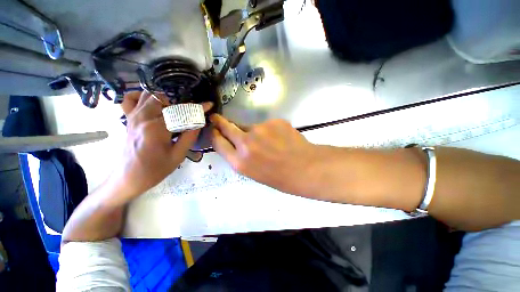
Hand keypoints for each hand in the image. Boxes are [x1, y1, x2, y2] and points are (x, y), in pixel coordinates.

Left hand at [109, 91, 210, 202]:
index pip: (181, 112)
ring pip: (149, 95)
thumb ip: (189, 137)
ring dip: (164, 100)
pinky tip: (151, 104)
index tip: (208, 105)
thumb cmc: (155, 170)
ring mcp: (133, 116)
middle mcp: (143, 118)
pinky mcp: (128, 119)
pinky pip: (130, 99)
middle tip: (188, 116)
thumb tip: (199, 122)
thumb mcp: (178, 156)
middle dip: (180, 105)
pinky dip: (141, 96)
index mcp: (157, 129)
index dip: (198, 108)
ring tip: (172, 112)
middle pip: (165, 99)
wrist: (128, 178)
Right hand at [210, 114, 323, 195]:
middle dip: (220, 122)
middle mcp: (246, 143)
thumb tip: (236, 142)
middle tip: (217, 118)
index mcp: (240, 162)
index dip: (215, 135)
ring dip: (252, 131)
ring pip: (249, 126)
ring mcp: (260, 129)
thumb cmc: (279, 177)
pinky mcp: (274, 121)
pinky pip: (266, 125)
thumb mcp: (254, 172)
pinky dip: (269, 130)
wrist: (306, 168)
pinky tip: (279, 138)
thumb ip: (241, 156)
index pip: (218, 143)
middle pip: (227, 127)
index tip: (214, 130)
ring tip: (267, 142)